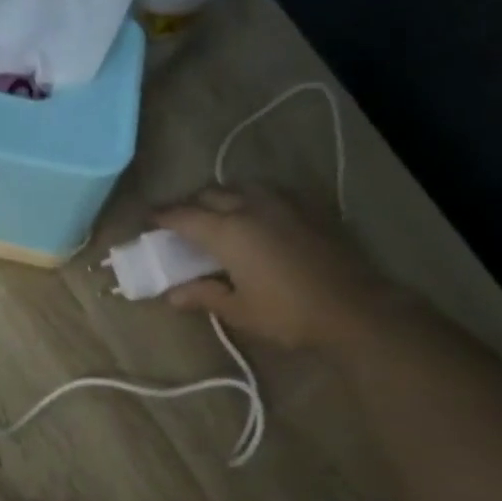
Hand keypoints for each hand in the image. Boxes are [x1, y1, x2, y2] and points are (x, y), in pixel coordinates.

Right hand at [153, 186, 399, 349]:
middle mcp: (253, 206)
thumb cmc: (287, 313)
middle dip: (190, 203)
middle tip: (178, 221)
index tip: (147, 218)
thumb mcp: (237, 310)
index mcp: (229, 231)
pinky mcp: (309, 206)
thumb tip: (172, 294)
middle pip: (211, 193)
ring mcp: (284, 202)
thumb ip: (203, 295)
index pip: (184, 216)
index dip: (163, 216)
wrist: (354, 307)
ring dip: (221, 196)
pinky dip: (250, 198)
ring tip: (215, 215)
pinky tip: (253, 216)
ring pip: (241, 186)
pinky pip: (268, 192)